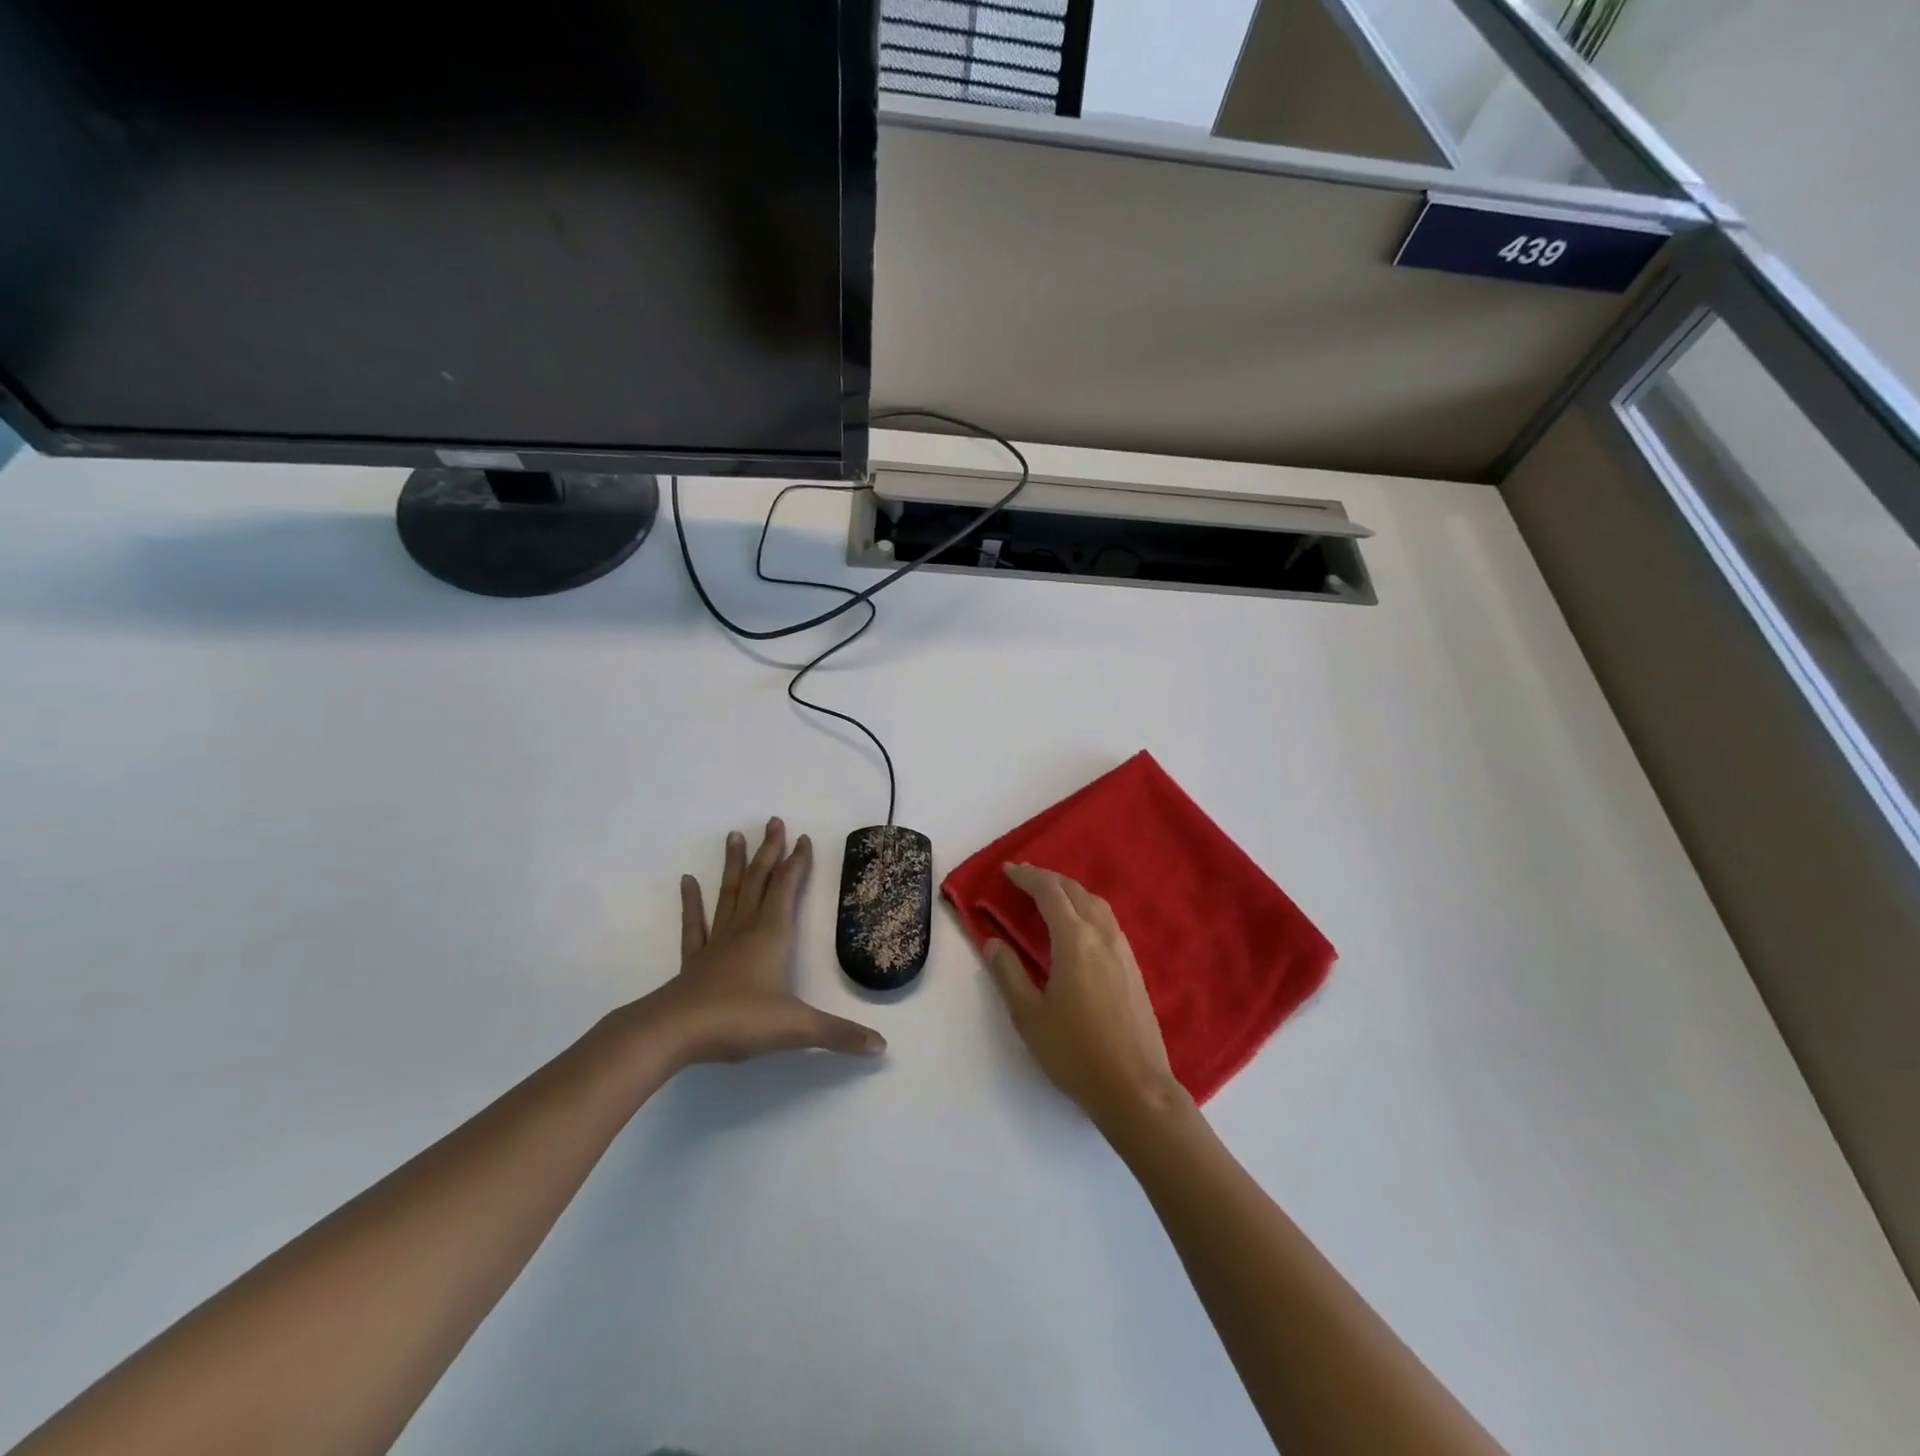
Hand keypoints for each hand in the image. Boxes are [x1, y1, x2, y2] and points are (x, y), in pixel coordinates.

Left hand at [642, 819, 885, 1067]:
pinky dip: (692, 902)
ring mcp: (717, 942)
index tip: (803, 838)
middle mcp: (745, 929)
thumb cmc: (738, 1020)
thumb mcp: (797, 1027)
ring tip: (734, 836)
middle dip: (769, 851)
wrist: (674, 1033)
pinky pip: (695, 924)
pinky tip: (687, 881)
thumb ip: (839, 1034)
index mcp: (772, 935)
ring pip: (729, 894)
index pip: (787, 888)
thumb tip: (882, 1046)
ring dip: (735, 865)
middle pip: (759, 881)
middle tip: (773, 821)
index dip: (797, 862)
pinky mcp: (694, 961)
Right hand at [981, 864, 1189, 1130]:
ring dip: (1071, 892)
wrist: (1135, 1087)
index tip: (1008, 870)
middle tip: (1023, 877)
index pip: (1049, 893)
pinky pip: (1108, 922)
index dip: (1028, 877)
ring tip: (1049, 896)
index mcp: (1075, 940)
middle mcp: (1103, 936)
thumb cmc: (1075, 1052)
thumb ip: (1008, 974)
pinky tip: (1079, 927)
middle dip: (1049, 879)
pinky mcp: (1134, 968)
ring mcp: (1123, 951)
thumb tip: (992, 943)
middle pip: (1075, 892)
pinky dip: (1087, 909)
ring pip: (1096, 904)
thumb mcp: (1029, 1016)